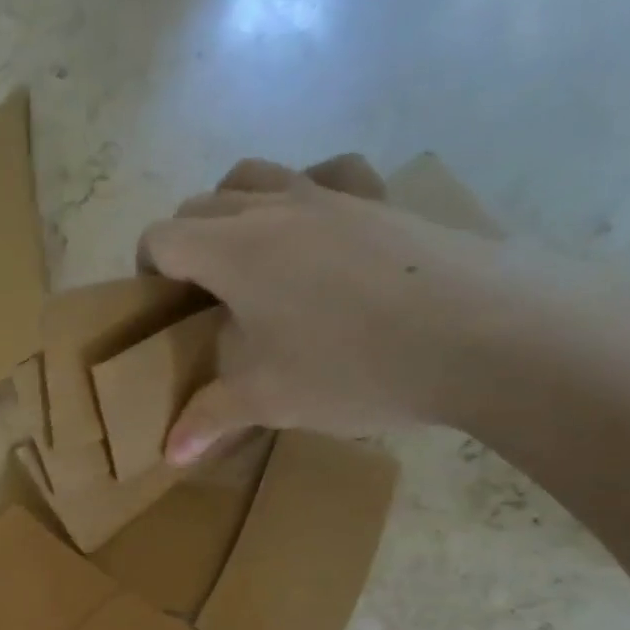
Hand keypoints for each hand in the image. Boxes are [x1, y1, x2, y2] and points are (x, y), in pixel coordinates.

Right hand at [137, 157, 528, 461]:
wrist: (480, 334)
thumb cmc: (351, 367)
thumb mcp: (268, 400)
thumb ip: (208, 418)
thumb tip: (169, 454)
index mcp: (234, 251)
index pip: (164, 235)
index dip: (148, 267)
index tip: (160, 306)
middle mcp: (275, 208)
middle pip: (203, 203)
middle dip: (186, 242)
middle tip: (200, 297)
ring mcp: (333, 194)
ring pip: (259, 176)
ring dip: (236, 208)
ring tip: (249, 260)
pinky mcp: (382, 199)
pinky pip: (328, 175)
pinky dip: (307, 193)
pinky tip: (318, 230)